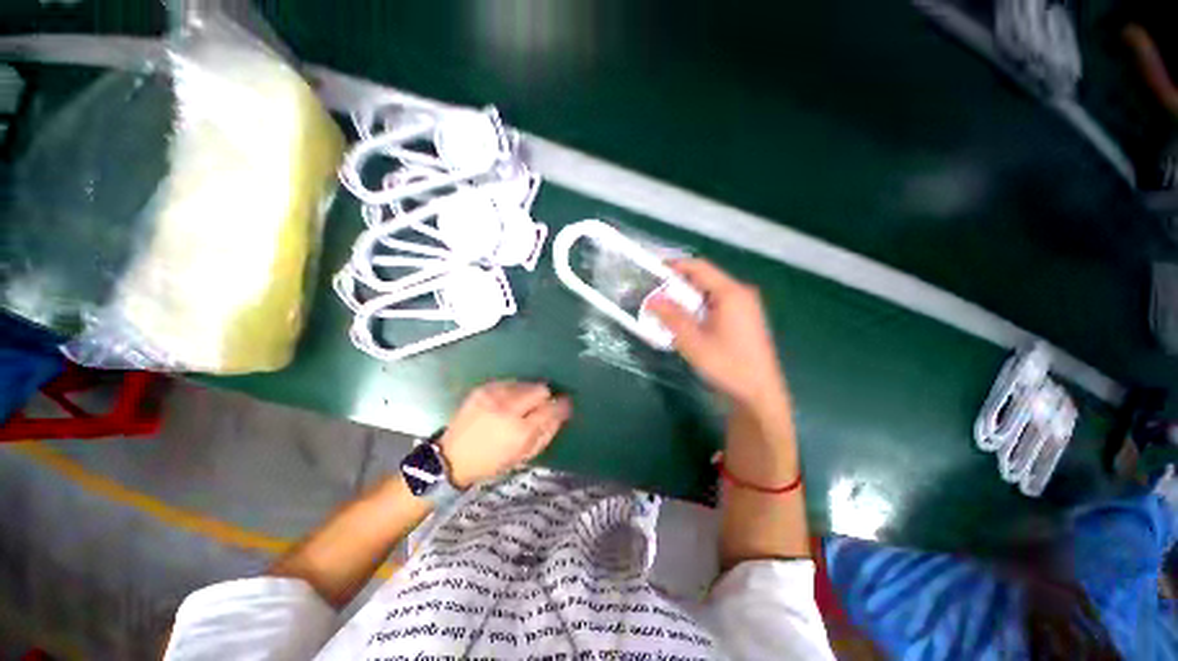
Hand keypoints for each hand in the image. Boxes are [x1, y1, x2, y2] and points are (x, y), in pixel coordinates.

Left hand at [438, 381, 571, 488]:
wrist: (451, 457)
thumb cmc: (491, 462)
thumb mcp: (523, 456)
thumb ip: (547, 433)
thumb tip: (561, 413)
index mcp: (521, 431)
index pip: (553, 408)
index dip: (563, 405)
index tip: (565, 405)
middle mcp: (509, 408)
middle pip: (541, 389)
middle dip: (545, 397)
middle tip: (541, 406)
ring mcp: (494, 395)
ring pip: (526, 383)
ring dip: (529, 392)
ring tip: (522, 405)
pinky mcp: (483, 388)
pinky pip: (510, 382)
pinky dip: (514, 390)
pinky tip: (507, 402)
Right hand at [648, 259, 787, 411]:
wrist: (758, 394)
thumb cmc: (727, 365)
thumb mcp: (693, 341)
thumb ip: (672, 317)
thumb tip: (651, 299)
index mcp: (731, 293)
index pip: (699, 267)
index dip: (675, 266)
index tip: (653, 271)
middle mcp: (741, 294)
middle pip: (705, 279)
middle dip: (678, 285)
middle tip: (655, 294)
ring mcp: (745, 307)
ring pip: (710, 293)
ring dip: (687, 299)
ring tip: (666, 309)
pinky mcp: (744, 320)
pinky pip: (717, 305)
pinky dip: (699, 309)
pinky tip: (686, 322)